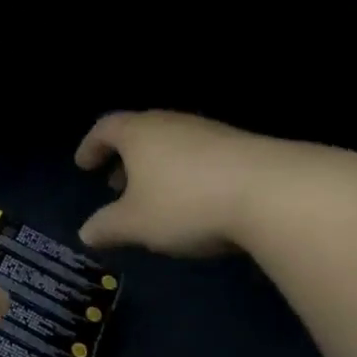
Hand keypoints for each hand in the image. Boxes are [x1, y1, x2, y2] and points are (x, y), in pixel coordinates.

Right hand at [74, 111, 343, 255]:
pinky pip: (199, 158)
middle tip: (115, 186)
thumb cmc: (185, 204)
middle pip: (141, 134)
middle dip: (124, 160)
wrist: (272, 193)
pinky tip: (190, 204)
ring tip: (152, 200)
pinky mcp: (241, 149)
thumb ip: (106, 227)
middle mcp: (174, 124)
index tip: (83, 166)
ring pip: (172, 146)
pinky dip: (184, 176)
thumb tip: (86, 232)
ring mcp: (211, 133)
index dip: (91, 146)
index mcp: (140, 133)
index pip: (106, 128)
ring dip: (155, 170)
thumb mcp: (135, 224)